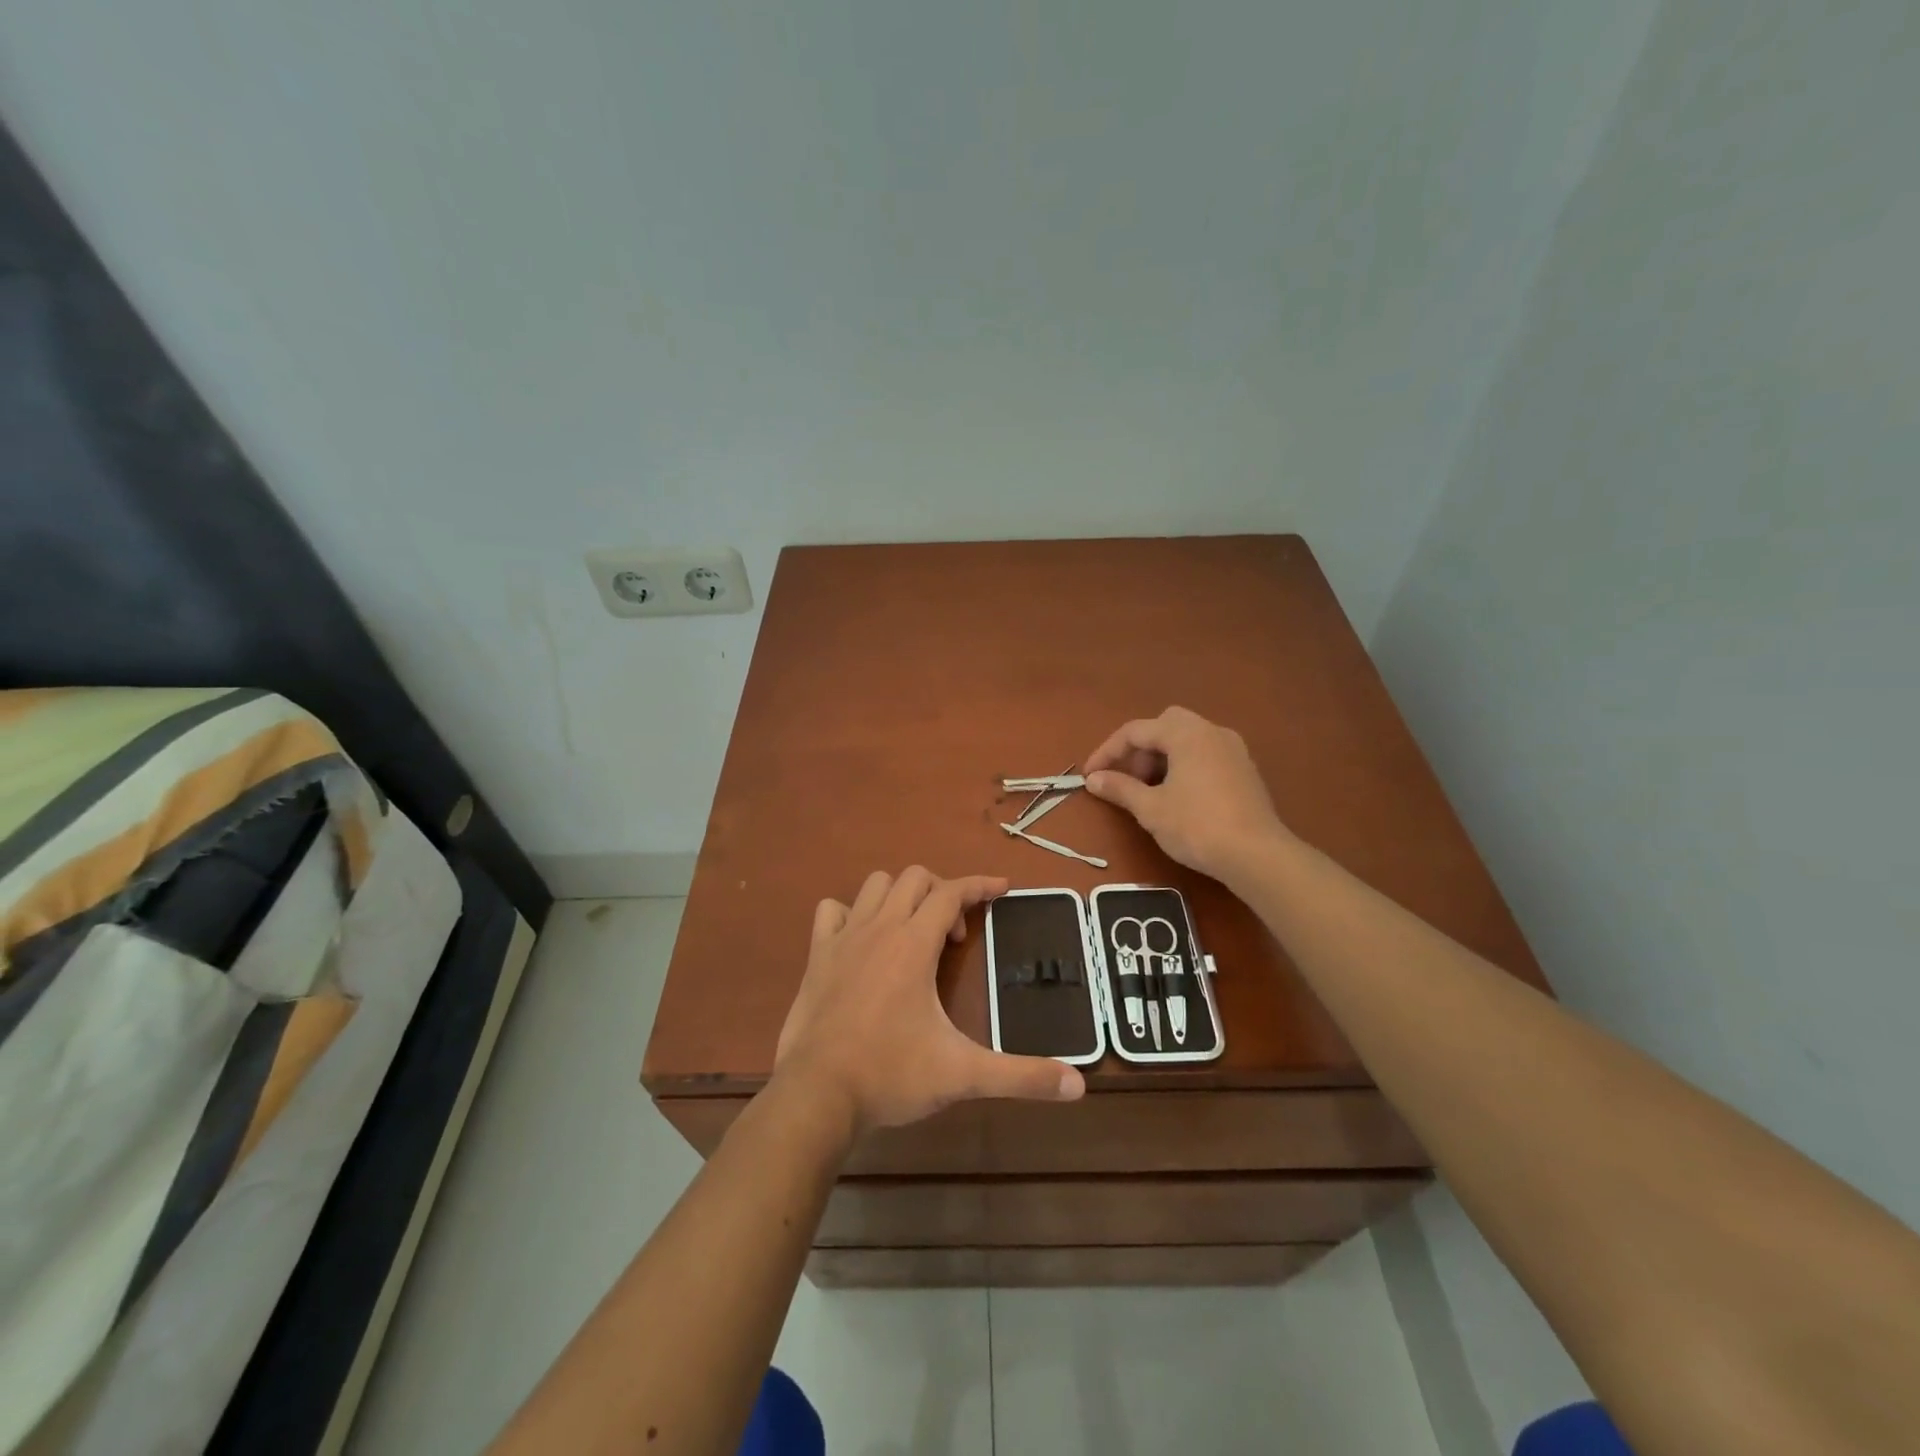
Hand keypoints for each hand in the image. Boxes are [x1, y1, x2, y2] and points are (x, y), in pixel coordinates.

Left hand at [774, 868, 1085, 1134]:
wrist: (817, 1095)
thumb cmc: (890, 1076)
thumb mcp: (962, 1075)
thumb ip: (1020, 1076)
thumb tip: (1078, 1086)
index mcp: (914, 943)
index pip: (952, 892)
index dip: (981, 885)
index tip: (1003, 888)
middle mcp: (879, 928)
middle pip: (915, 878)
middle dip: (942, 893)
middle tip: (953, 937)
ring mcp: (843, 938)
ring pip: (875, 886)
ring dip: (900, 896)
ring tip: (913, 933)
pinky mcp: (817, 955)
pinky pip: (832, 910)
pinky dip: (851, 913)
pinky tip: (863, 941)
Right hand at [1084, 706, 1291, 882]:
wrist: (1257, 855)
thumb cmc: (1197, 826)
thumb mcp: (1150, 809)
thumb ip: (1120, 788)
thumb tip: (1093, 780)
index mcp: (1186, 734)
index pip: (1136, 731)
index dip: (1108, 752)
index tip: (1091, 776)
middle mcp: (1212, 732)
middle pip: (1165, 726)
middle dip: (1140, 749)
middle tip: (1127, 779)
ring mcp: (1233, 750)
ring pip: (1187, 740)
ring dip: (1162, 758)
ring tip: (1149, 791)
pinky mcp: (1245, 770)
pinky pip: (1205, 755)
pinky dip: (1184, 766)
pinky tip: (1178, 798)